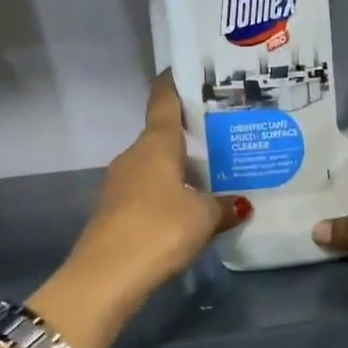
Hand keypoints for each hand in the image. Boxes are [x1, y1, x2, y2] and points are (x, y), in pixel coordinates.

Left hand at [56, 74, 248, 327]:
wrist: (106, 277)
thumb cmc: (159, 229)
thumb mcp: (203, 217)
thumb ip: (224, 206)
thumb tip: (240, 204)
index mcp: (155, 144)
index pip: (163, 100)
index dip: (175, 82)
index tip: (191, 71)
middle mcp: (134, 156)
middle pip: (163, 136)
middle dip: (191, 134)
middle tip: (225, 133)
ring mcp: (120, 184)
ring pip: (156, 166)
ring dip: (181, 168)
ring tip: (216, 173)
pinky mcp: (116, 212)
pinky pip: (149, 192)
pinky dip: (169, 193)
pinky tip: (191, 208)